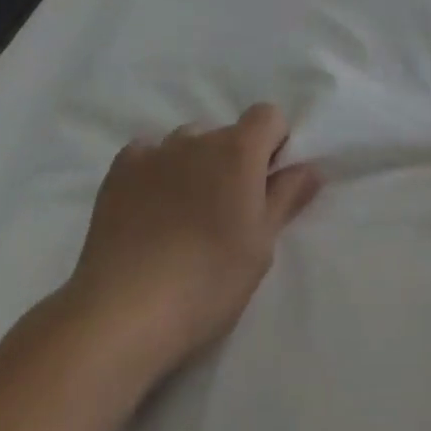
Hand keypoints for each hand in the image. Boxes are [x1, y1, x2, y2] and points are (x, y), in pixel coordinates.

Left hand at [61, 104, 321, 383]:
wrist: (123, 314)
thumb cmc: (207, 282)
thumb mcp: (260, 247)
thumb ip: (286, 198)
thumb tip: (310, 166)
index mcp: (239, 149)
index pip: (268, 116)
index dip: (272, 144)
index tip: (265, 184)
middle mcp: (199, 137)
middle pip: (226, 134)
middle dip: (232, 161)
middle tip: (224, 212)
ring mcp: (156, 150)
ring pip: (187, 143)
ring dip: (194, 165)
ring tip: (182, 215)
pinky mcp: (120, 170)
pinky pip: (147, 154)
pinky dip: (154, 171)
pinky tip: (148, 208)